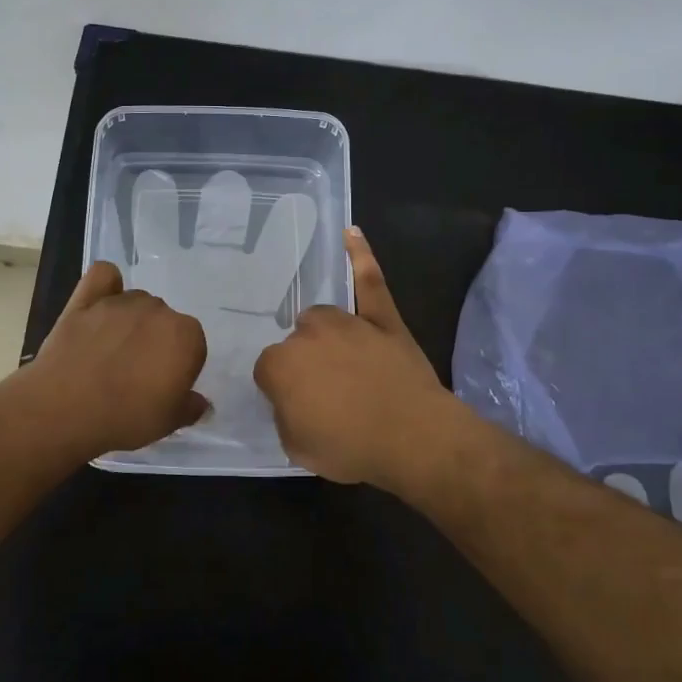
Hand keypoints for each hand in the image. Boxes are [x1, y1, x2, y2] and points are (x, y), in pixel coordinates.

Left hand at [28, 261, 208, 455]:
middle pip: (164, 321)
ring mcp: (120, 302)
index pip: (192, 346)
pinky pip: (104, 276)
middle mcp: (158, 310)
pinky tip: (101, 304)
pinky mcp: (86, 299)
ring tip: (111, 351)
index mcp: (186, 336)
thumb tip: (201, 403)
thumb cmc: (125, 418)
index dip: (178, 367)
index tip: (162, 388)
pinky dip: (107, 285)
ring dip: (131, 321)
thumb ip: (191, 407)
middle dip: (155, 342)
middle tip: (136, 374)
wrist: (64, 410)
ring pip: (136, 302)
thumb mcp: (168, 423)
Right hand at [253, 228, 463, 487]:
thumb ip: (284, 416)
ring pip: (323, 319)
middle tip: (326, 393)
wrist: (413, 437)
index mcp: (280, 364)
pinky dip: (361, 255)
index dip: (283, 391)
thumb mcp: (297, 448)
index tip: (298, 407)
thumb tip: (289, 400)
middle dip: (305, 365)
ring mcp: (347, 321)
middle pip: (295, 343)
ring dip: (326, 336)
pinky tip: (351, 233)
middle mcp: (307, 334)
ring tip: (343, 363)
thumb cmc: (350, 447)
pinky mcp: (382, 317)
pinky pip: (369, 280)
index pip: (268, 371)